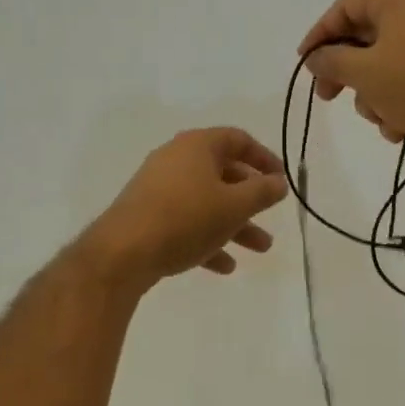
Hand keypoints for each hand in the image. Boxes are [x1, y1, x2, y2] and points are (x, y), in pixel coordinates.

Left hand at [83, 128, 288, 288]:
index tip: (281, 180)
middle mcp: (176, 159)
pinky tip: (224, 266)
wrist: (123, 252)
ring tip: (260, 249)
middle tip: (270, 215)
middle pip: (223, 173)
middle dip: (251, 199)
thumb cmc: (186, 218)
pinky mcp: (147, 215)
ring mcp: (159, 188)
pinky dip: (207, 238)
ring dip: (235, 224)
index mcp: (197, 146)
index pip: (238, 139)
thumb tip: (279, 182)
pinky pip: (185, 222)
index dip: (264, 158)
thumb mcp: (235, 206)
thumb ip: (262, 192)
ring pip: (206, 202)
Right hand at [298, 0, 404, 165]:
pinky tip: (399, 129)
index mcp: (398, 0)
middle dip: (345, 73)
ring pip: (382, 67)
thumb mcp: (363, 72)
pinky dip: (395, 105)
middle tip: (327, 96)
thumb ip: (331, 61)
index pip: (345, 7)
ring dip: (372, 97)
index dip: (319, 34)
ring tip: (379, 117)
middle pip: (363, 39)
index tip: (304, 64)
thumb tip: (316, 58)